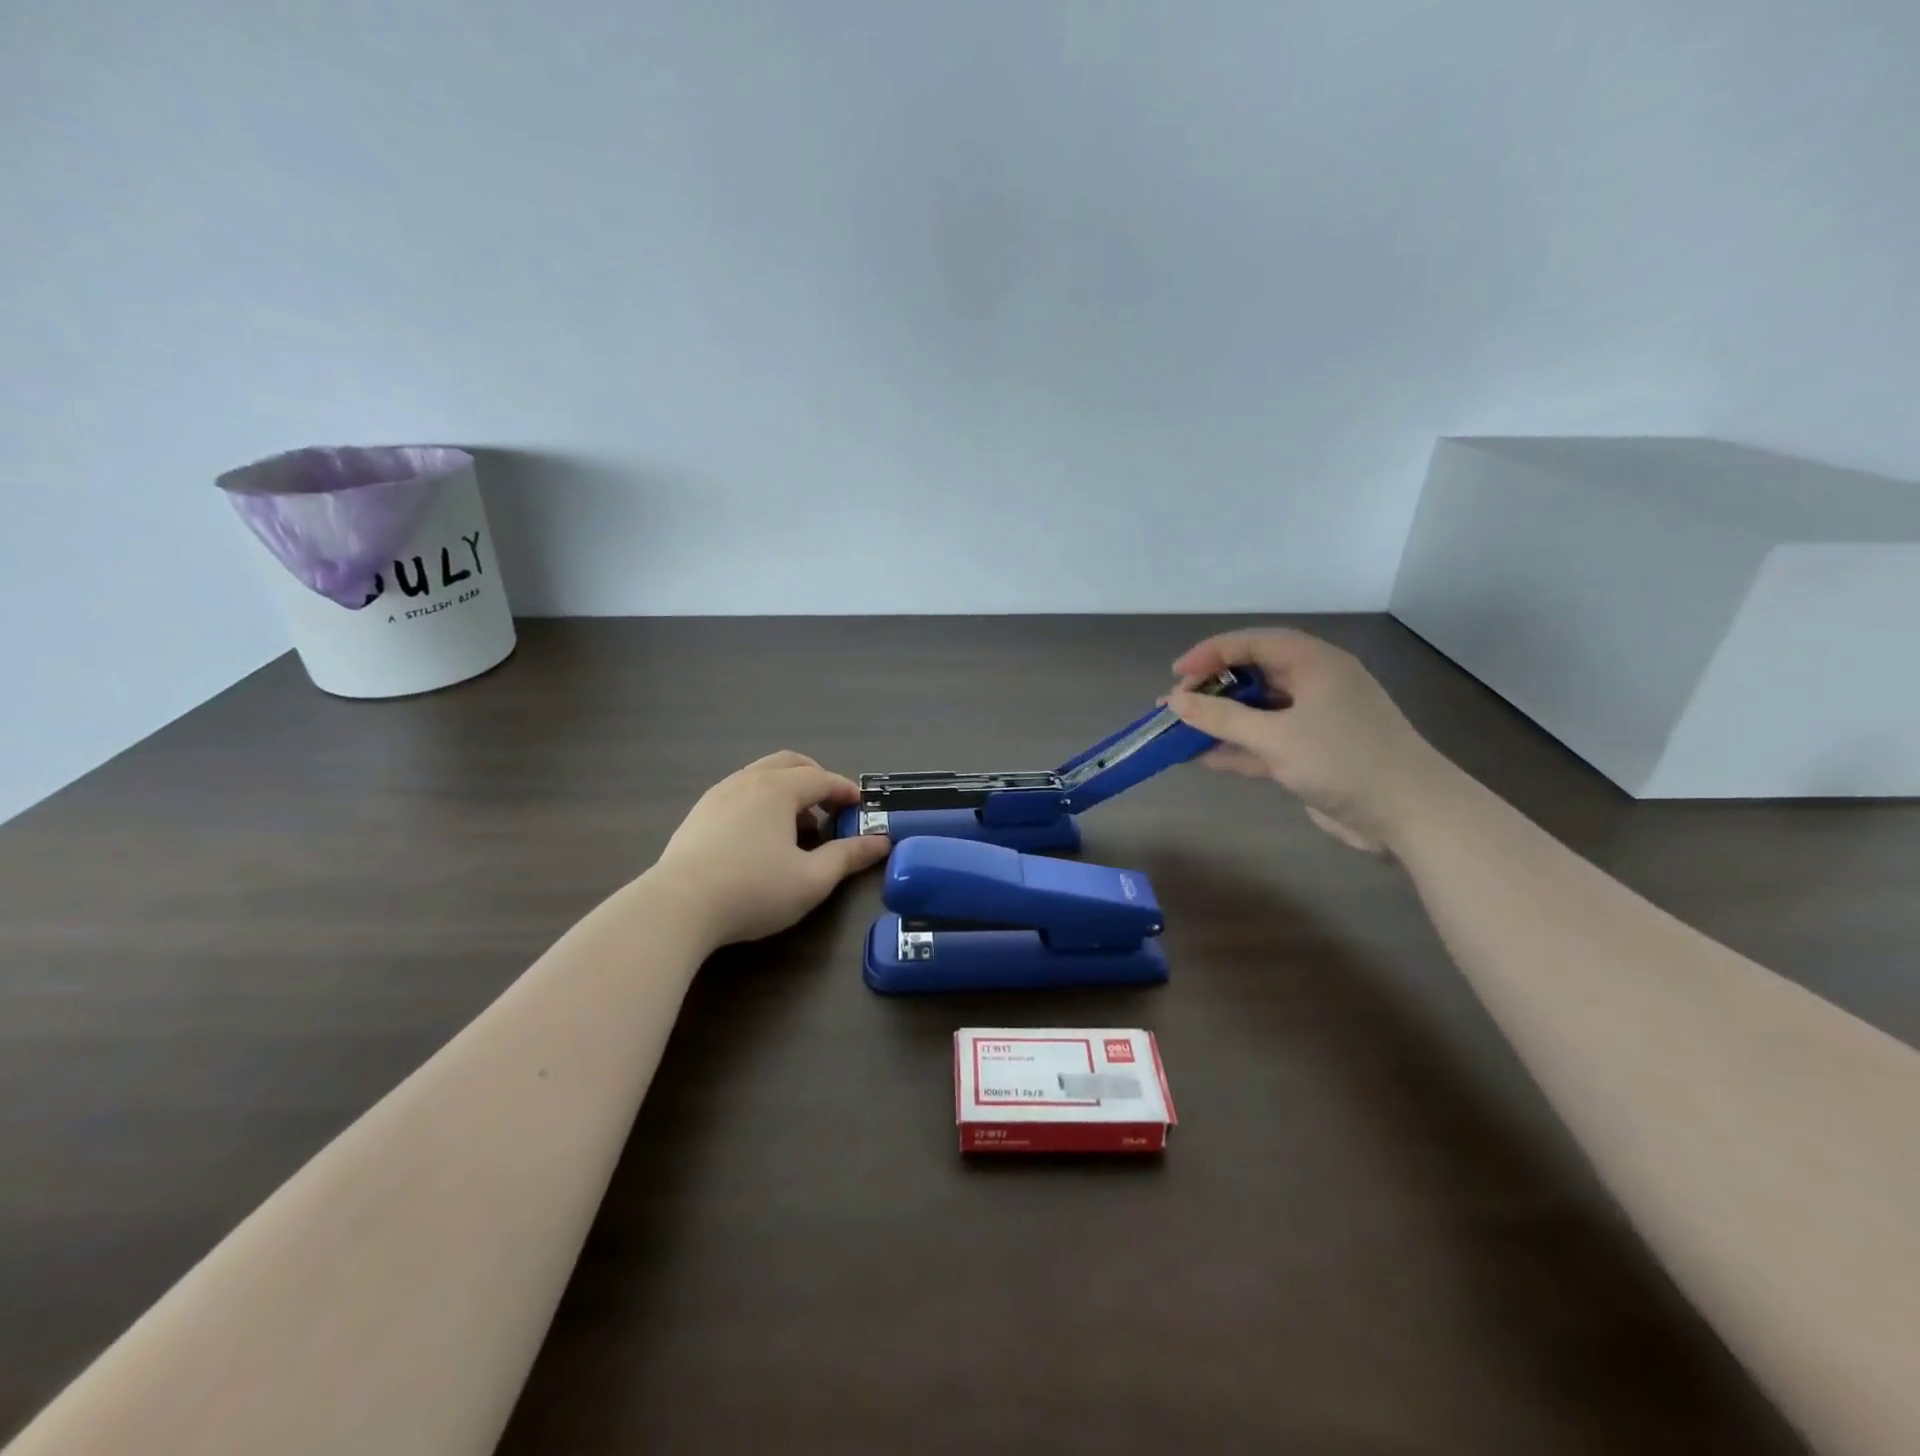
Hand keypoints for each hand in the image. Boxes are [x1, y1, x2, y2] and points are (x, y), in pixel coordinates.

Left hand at [650, 751, 889, 945]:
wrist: (677, 906)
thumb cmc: (754, 889)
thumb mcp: (812, 879)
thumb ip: (848, 856)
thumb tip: (880, 842)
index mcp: (778, 789)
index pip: (822, 778)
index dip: (845, 790)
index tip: (861, 806)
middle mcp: (748, 780)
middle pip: (789, 763)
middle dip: (816, 778)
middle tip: (831, 804)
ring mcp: (718, 794)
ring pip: (761, 775)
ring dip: (787, 790)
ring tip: (798, 825)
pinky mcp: (698, 814)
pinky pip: (740, 792)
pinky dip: (762, 801)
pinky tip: (761, 836)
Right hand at [1165, 628, 1450, 851]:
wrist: (1408, 813)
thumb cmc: (1344, 760)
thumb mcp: (1276, 737)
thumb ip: (1222, 718)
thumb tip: (1175, 701)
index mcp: (1314, 663)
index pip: (1252, 644)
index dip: (1210, 654)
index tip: (1176, 675)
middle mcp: (1313, 684)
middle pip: (1252, 675)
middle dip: (1211, 689)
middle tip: (1175, 704)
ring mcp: (1312, 720)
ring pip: (1255, 711)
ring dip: (1219, 721)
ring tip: (1176, 730)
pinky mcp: (1310, 752)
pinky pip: (1263, 741)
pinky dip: (1235, 748)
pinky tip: (1200, 757)